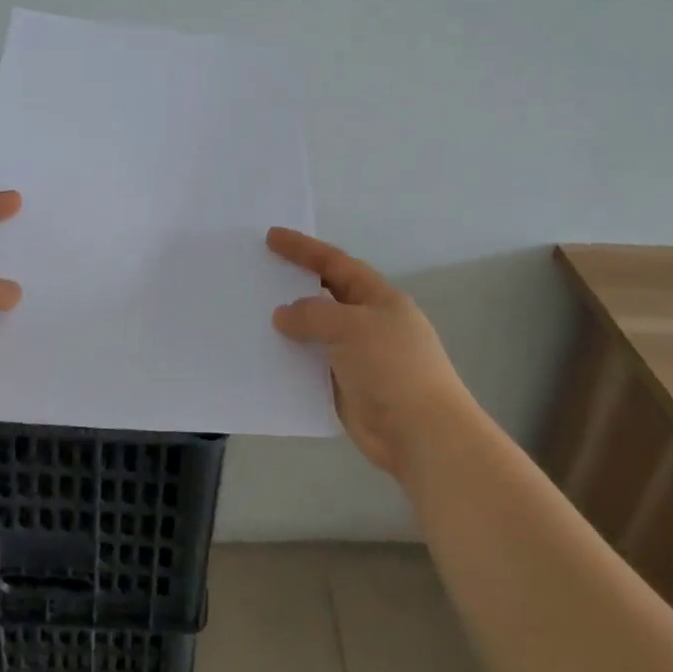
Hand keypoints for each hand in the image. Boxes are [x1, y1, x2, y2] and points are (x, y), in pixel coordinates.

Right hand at [268, 227, 476, 477]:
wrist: (421, 434)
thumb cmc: (392, 368)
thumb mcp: (350, 327)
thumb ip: (312, 314)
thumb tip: (283, 315)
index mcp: (378, 298)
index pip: (335, 263)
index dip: (304, 249)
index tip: (272, 237)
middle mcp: (368, 323)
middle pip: (325, 295)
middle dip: (294, 284)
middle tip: (258, 274)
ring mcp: (358, 357)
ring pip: (315, 333)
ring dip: (288, 325)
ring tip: (251, 315)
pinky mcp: (346, 388)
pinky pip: (311, 365)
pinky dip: (290, 359)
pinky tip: (264, 356)